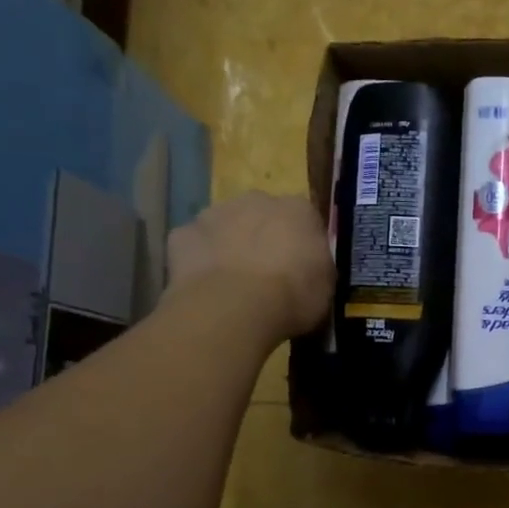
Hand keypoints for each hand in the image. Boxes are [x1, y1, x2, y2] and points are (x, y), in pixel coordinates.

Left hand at [164, 192, 332, 343]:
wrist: (234, 308)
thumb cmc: (292, 296)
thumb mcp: (325, 287)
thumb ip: (316, 266)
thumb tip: (309, 266)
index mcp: (299, 209)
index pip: (304, 219)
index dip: (301, 243)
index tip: (300, 267)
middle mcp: (256, 199)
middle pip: (261, 214)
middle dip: (262, 236)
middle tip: (266, 273)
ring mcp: (215, 213)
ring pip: (225, 225)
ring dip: (229, 244)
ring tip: (234, 283)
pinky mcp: (182, 234)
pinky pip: (194, 245)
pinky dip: (199, 261)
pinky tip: (206, 287)